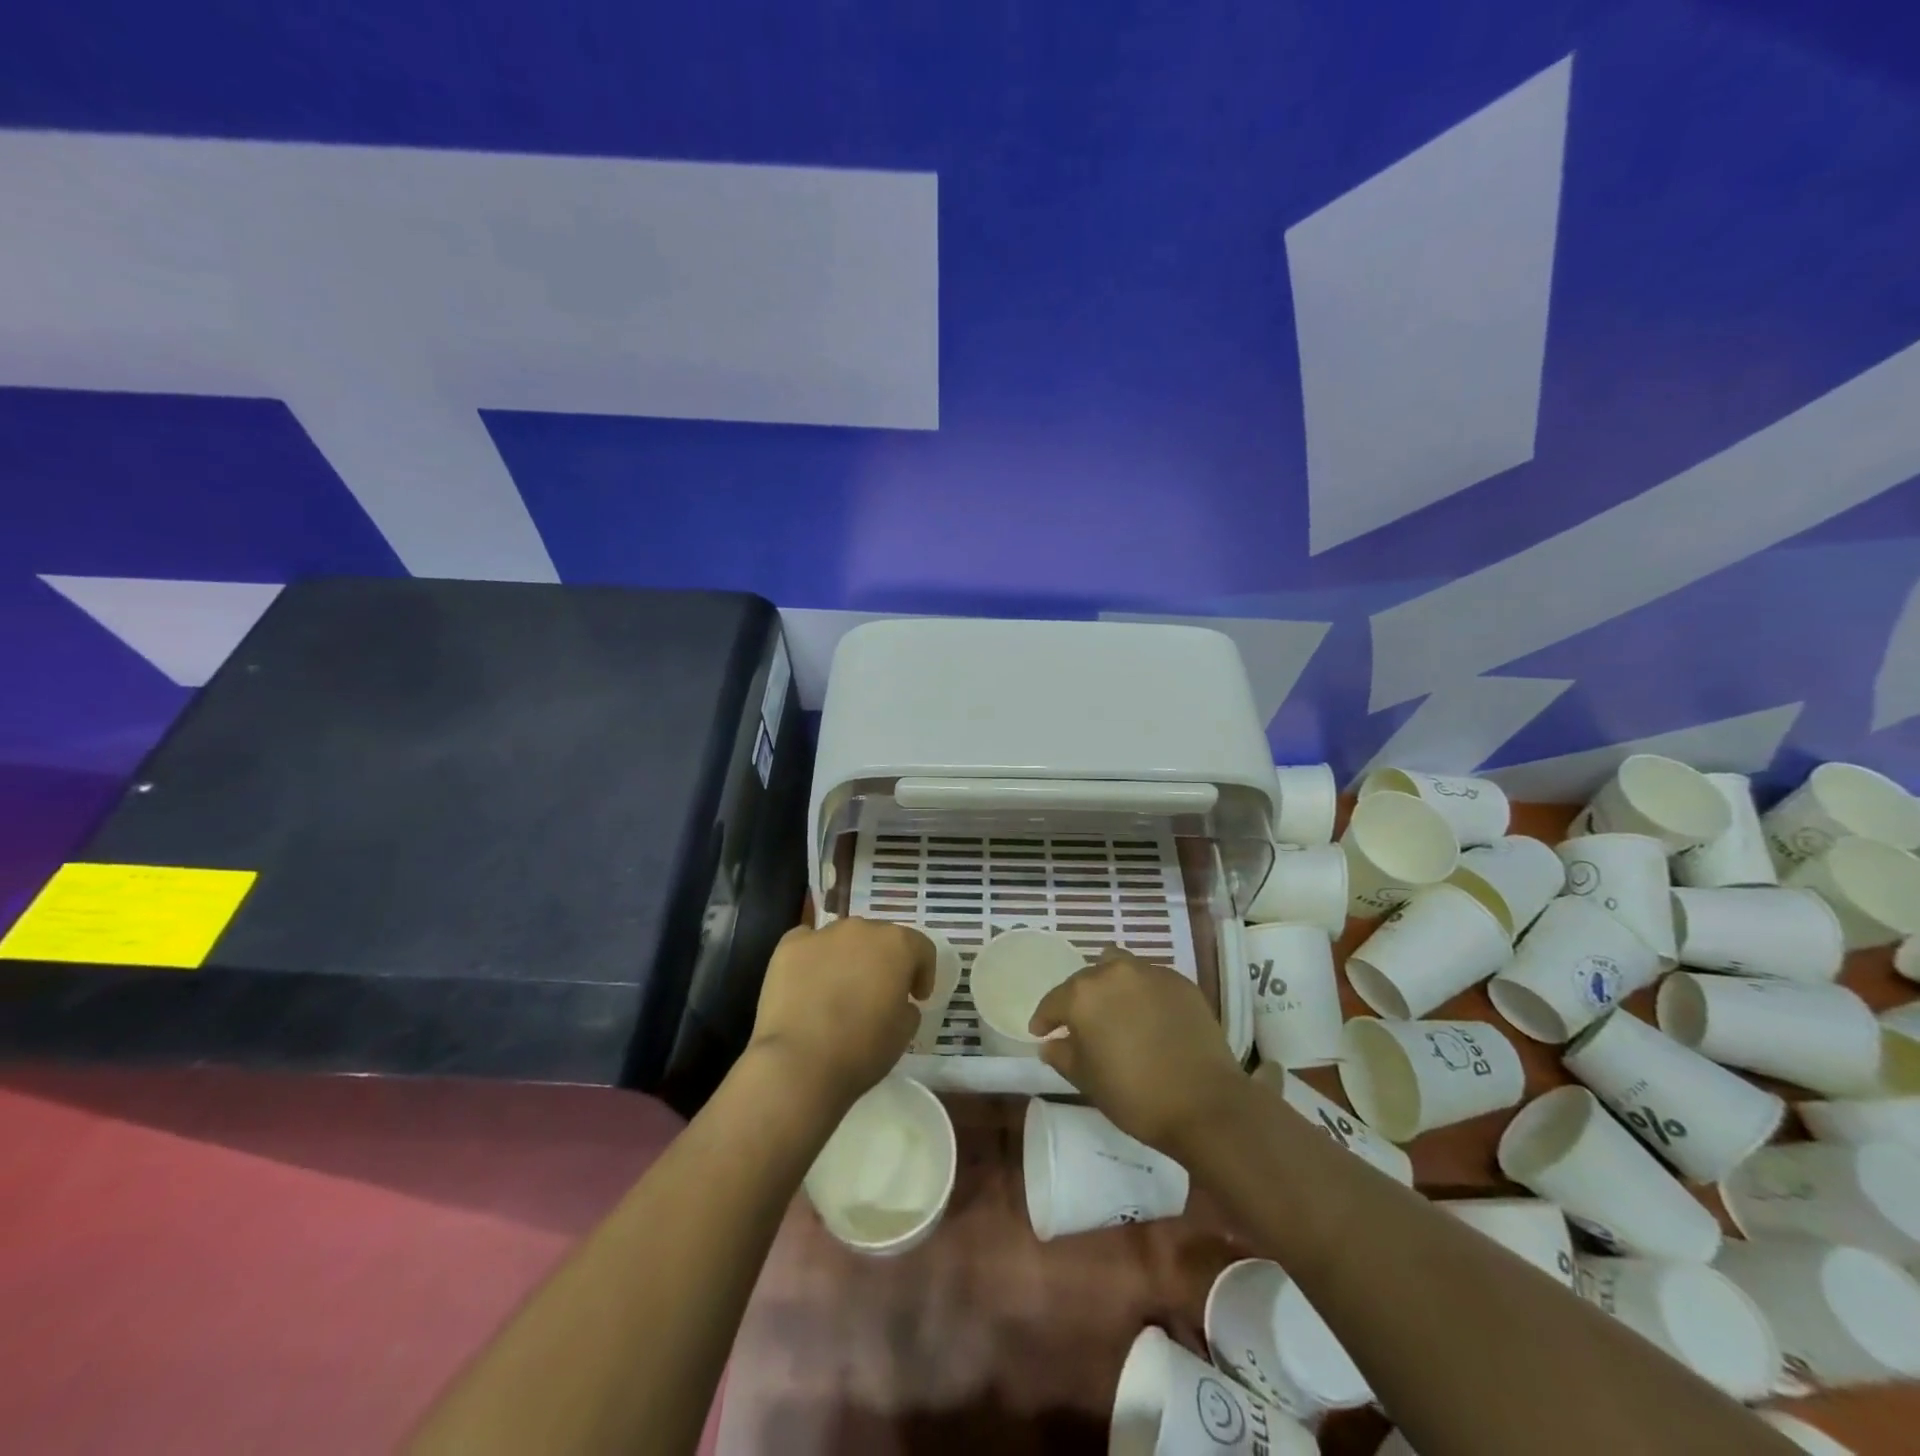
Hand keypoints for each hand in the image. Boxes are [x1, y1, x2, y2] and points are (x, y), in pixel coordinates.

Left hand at [747, 917, 935, 1111]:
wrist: (798, 1063)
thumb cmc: (862, 1049)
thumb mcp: (904, 1032)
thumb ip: (907, 1006)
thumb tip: (896, 1000)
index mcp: (897, 945)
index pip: (920, 948)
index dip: (923, 973)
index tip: (917, 997)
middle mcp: (861, 928)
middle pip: (880, 939)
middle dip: (883, 963)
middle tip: (878, 994)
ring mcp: (822, 934)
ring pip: (843, 940)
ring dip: (848, 959)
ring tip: (839, 991)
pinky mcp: (788, 946)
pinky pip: (808, 945)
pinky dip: (813, 959)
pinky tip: (809, 985)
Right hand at [1029, 948, 1246, 1155]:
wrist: (1205, 1104)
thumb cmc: (1135, 1096)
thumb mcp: (1087, 1081)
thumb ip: (1062, 1055)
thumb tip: (1050, 1043)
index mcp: (1083, 995)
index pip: (1054, 1001)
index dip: (1045, 1018)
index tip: (1041, 1032)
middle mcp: (1114, 973)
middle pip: (1087, 979)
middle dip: (1080, 999)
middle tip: (1083, 1025)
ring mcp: (1150, 974)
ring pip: (1120, 968)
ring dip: (1111, 985)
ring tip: (1116, 1010)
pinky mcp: (1181, 982)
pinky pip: (1150, 980)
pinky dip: (1142, 993)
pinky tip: (1149, 1017)